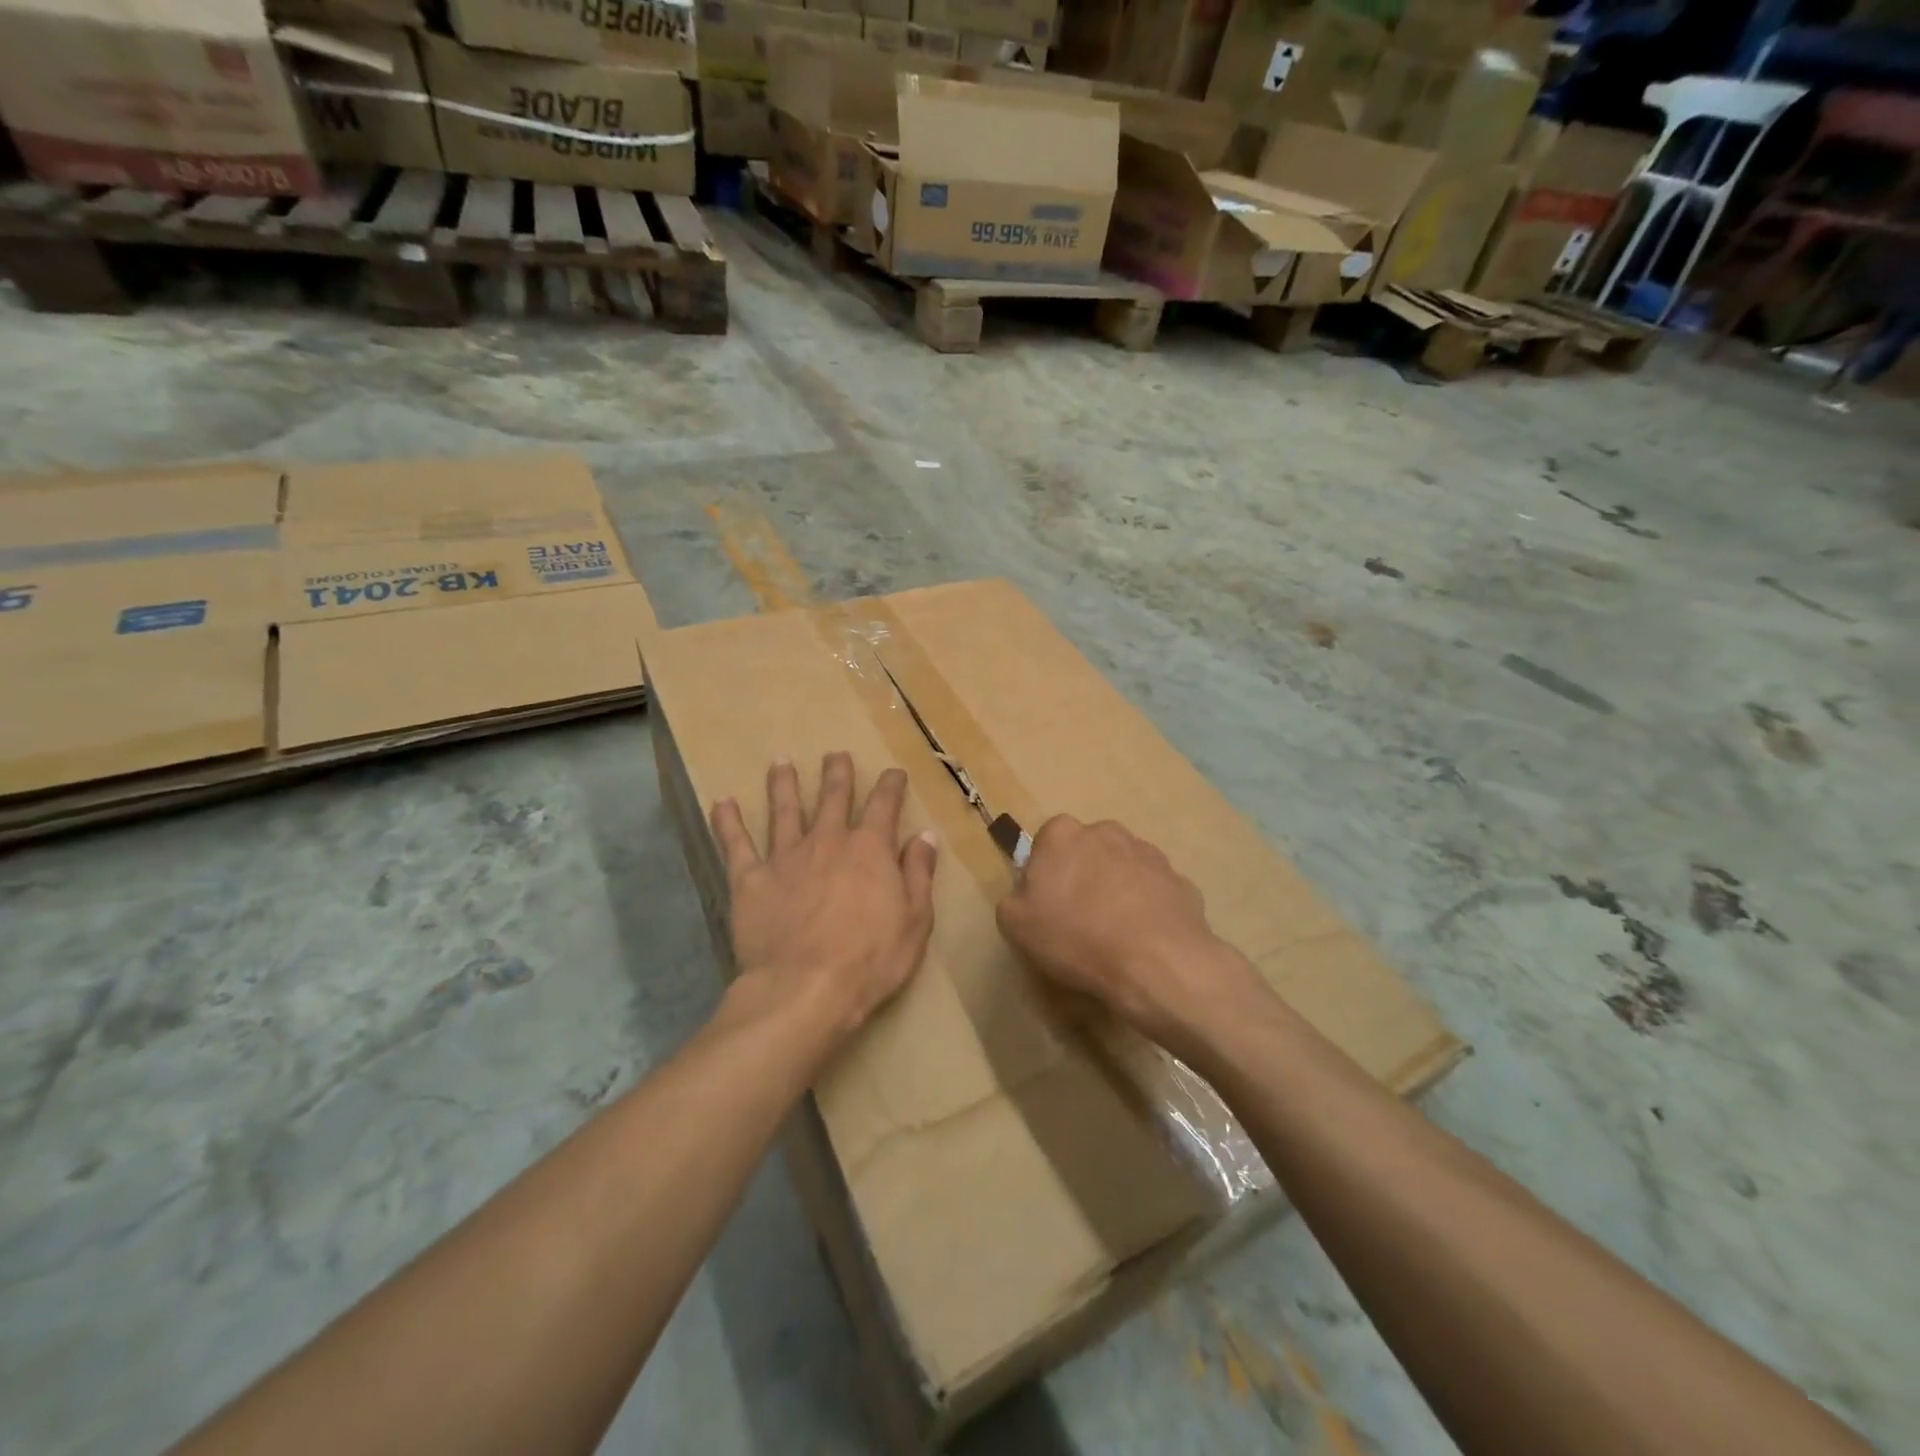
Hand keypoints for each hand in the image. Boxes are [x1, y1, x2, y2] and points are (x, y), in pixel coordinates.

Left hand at [710, 753, 937, 1048]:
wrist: (805, 989)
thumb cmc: (871, 960)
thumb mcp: (915, 920)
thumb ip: (918, 874)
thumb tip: (925, 835)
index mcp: (870, 849)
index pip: (884, 805)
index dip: (891, 786)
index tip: (894, 773)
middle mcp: (828, 841)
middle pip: (833, 797)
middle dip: (837, 774)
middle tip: (836, 755)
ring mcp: (785, 857)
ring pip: (784, 810)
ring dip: (784, 784)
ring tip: (781, 763)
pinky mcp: (750, 879)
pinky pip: (735, 844)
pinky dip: (728, 822)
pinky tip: (722, 802)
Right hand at [997, 815, 1268, 1052]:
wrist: (1156, 963)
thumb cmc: (1076, 937)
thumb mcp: (1015, 924)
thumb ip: (1015, 898)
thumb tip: (1029, 894)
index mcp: (1063, 834)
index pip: (1046, 843)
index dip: (1044, 874)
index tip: (1046, 905)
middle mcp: (1107, 832)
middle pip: (1087, 851)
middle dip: (1083, 876)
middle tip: (1079, 919)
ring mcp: (1149, 854)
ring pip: (1123, 868)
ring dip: (1117, 890)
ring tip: (1115, 934)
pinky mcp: (1180, 880)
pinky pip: (1154, 892)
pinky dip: (1148, 909)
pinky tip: (1144, 941)